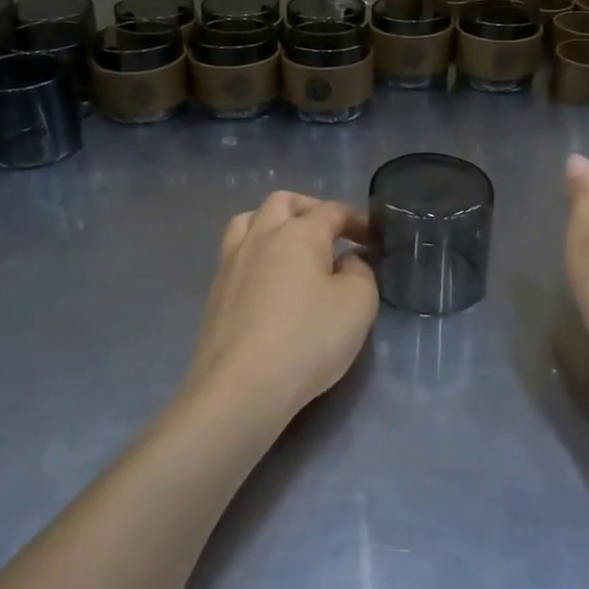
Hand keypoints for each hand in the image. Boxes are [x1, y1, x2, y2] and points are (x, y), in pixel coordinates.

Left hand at [189, 191, 377, 420]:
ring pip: (249, 220)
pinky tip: (267, 278)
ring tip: (291, 246)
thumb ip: (361, 272)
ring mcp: (231, 262)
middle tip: (331, 233)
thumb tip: (348, 261)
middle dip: (310, 209)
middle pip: (283, 202)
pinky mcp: (215, 291)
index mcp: (298, 233)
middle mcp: (261, 237)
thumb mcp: (358, 304)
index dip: (356, 219)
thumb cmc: (307, 340)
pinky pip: (236, 252)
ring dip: (273, 223)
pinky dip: (256, 251)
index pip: (332, 211)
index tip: (373, 238)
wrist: (241, 386)